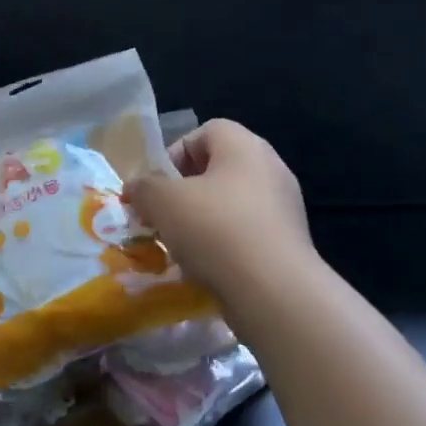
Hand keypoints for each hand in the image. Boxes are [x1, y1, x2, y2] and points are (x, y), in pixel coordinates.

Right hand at [124, 119, 311, 299]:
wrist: (275, 293)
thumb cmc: (216, 230)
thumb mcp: (163, 201)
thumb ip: (144, 187)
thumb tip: (136, 187)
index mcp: (244, 146)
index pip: (205, 132)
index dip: (175, 153)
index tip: (157, 186)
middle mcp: (270, 168)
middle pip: (218, 169)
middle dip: (185, 192)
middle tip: (163, 216)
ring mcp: (284, 207)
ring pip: (231, 204)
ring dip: (203, 221)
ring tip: (181, 246)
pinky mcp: (289, 243)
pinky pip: (247, 233)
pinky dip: (225, 245)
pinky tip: (207, 268)